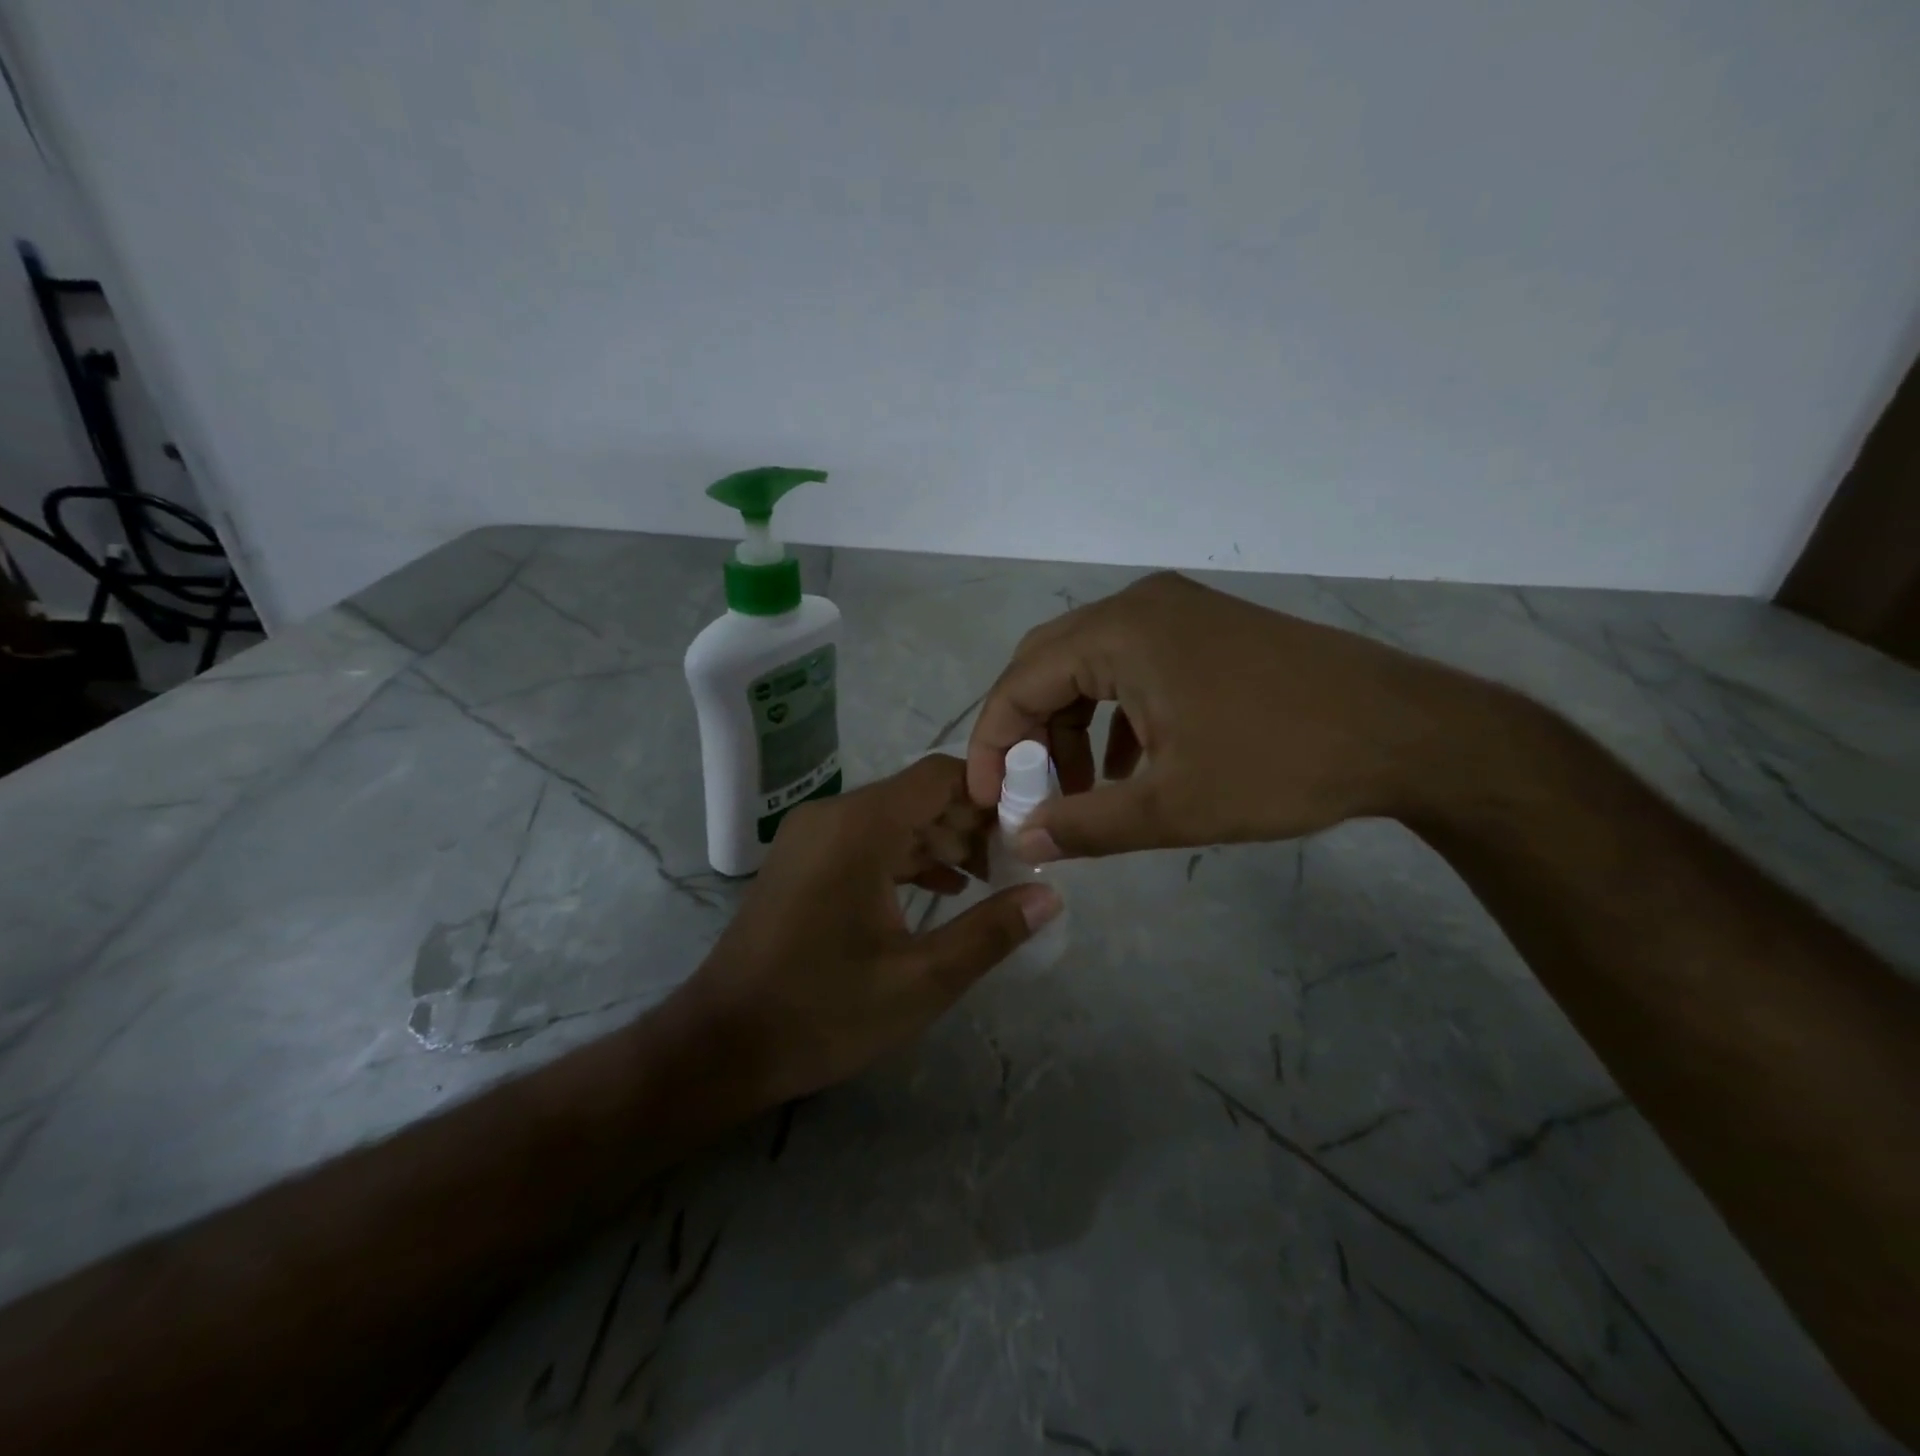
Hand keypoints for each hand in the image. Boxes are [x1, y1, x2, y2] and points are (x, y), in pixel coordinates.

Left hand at [675, 755, 1062, 1108]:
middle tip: (1019, 861)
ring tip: (992, 878)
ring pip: (895, 819)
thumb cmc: (823, 1012)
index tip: (1030, 827)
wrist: (721, 1045)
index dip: (990, 793)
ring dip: (943, 843)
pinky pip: (868, 841)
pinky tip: (944, 890)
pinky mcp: (804, 859)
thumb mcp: (921, 981)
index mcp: (860, 826)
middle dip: (972, 824)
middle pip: (919, 796)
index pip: (940, 775)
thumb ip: (991, 932)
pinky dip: (908, 858)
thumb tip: (1051, 897)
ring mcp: (813, 836)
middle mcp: (834, 815)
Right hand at [966, 571, 1484, 858]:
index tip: (987, 799)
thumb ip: (1085, 825)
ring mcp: (1177, 612)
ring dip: (1072, 728)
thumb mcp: (1172, 807)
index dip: (991, 743)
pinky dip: (1114, 716)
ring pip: (1091, 668)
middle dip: (1028, 734)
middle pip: (1049, 666)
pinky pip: (1132, 668)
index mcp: (1120, 632)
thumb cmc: (1280, 763)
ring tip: (1083, 791)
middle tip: (1027, 792)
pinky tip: (1130, 768)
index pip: (1020, 681)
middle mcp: (1139, 606)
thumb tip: (1023, 840)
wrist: (1409, 733)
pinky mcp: (1206, 630)